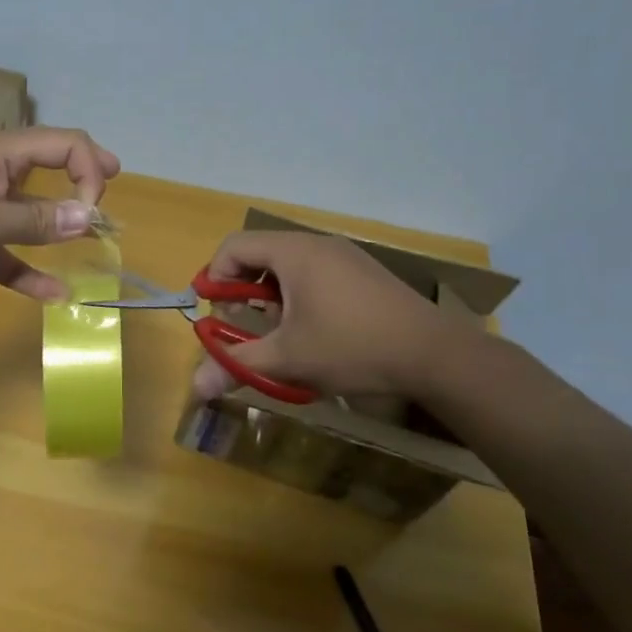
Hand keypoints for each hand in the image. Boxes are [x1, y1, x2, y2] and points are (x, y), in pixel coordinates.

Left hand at [0, 127, 120, 300]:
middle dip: (83, 182)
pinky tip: (55, 296)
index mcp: (1, 155)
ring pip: (34, 218)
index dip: (88, 168)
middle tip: (111, 189)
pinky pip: (10, 257)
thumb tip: (89, 216)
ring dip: (61, 230)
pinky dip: (30, 273)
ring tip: (96, 244)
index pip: (63, 144)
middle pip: (51, 171)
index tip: (93, 209)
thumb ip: (38, 220)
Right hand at [189, 231, 478, 400]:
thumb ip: (237, 366)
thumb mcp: (289, 359)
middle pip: (260, 254)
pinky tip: (314, 333)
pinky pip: (315, 274)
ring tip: (281, 334)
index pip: (234, 246)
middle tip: (246, 327)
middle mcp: (317, 244)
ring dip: (271, 298)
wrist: (436, 355)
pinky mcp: (364, 273)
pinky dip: (299, 297)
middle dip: (243, 292)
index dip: (215, 278)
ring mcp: (345, 256)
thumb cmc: (352, 347)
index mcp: (294, 252)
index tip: (218, 315)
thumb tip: (195, 387)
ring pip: (288, 267)